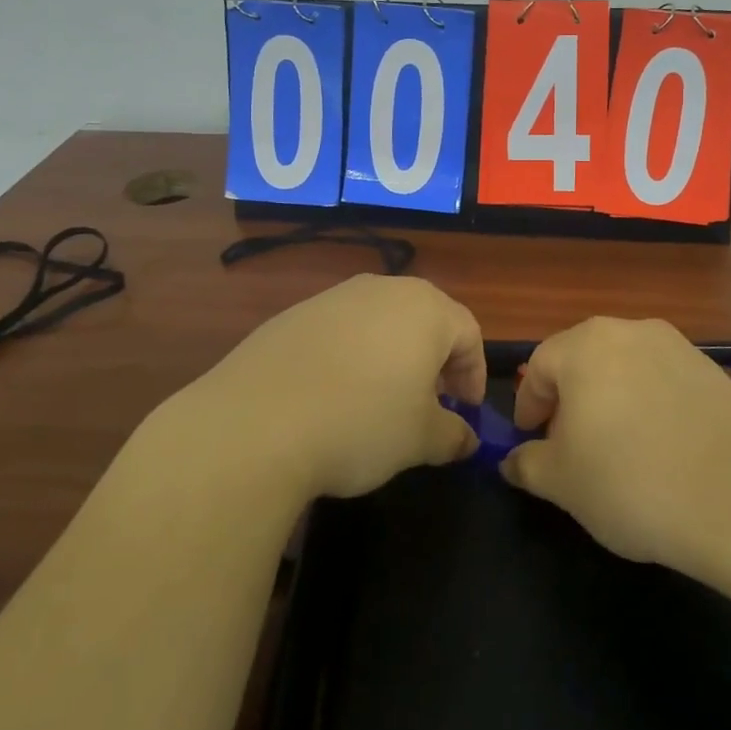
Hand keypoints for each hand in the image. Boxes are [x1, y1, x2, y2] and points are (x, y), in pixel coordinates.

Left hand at [181, 274, 484, 498]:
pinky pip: (339, 331)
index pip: (469, 334)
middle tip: (430, 403)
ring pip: (380, 322)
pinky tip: (333, 395)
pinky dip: (350, 356)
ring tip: (381, 400)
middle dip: (435, 361)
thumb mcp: (421, 440)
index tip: (466, 412)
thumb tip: (466, 438)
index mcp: (425, 309)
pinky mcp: (293, 314)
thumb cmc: (360, 424)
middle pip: (425, 320)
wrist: (255, 424)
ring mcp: (333, 297)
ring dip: (392, 356)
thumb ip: (454, 435)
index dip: (474, 374)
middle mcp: (382, 289)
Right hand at [502, 317, 730, 566]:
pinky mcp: (713, 370)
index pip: (538, 367)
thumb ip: (526, 464)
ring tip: (617, 448)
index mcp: (585, 346)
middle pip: (583, 361)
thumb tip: (513, 461)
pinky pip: (663, 382)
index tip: (531, 440)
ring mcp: (677, 346)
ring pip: (626, 369)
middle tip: (569, 444)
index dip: (528, 405)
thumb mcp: (560, 482)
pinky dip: (650, 405)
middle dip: (569, 400)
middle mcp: (630, 330)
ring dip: (611, 400)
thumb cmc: (629, 482)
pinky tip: (660, 447)